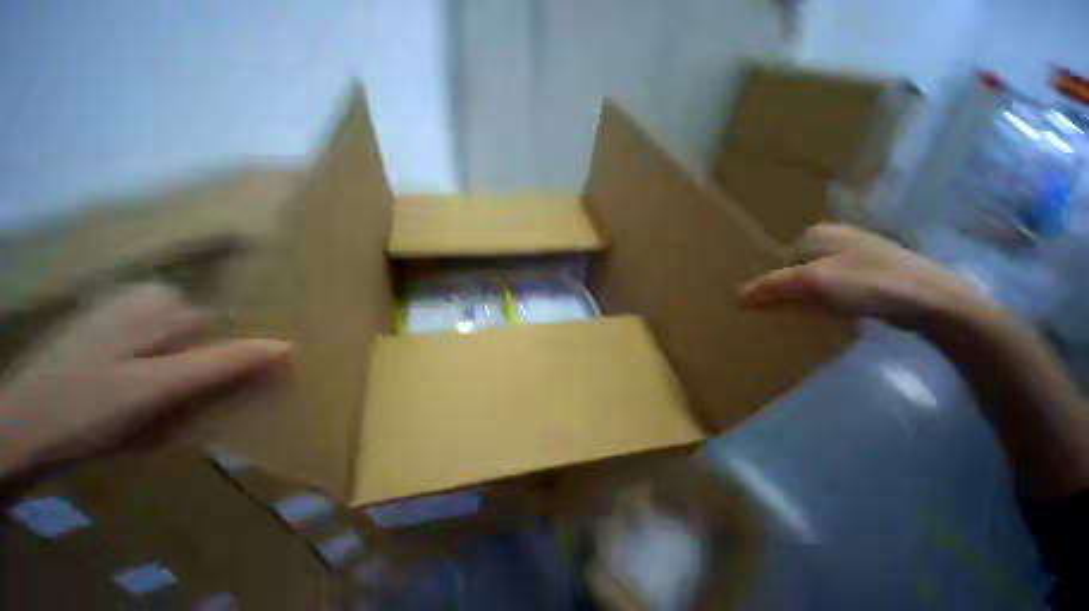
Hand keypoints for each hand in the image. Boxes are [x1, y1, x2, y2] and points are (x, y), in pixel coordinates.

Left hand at [0, 284, 289, 479]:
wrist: (14, 435)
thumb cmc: (83, 407)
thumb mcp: (158, 388)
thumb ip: (224, 364)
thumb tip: (288, 347)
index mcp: (157, 302)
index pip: (225, 324)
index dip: (239, 356)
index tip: (242, 391)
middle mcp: (143, 302)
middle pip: (202, 339)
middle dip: (207, 374)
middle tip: (192, 411)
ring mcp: (122, 322)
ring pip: (180, 354)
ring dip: (184, 385)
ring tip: (163, 418)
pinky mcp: (108, 344)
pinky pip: (156, 363)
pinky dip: (161, 387)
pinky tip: (143, 412)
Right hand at [739, 223, 999, 328]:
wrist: (936, 303)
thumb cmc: (871, 284)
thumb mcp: (813, 282)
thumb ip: (771, 286)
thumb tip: (737, 296)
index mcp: (818, 233)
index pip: (776, 259)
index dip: (765, 281)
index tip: (758, 304)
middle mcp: (836, 238)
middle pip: (795, 267)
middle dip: (783, 288)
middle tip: (774, 312)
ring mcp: (857, 255)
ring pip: (814, 278)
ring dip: (803, 296)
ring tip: (796, 317)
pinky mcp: (874, 275)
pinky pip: (834, 288)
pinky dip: (824, 301)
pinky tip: (826, 315)